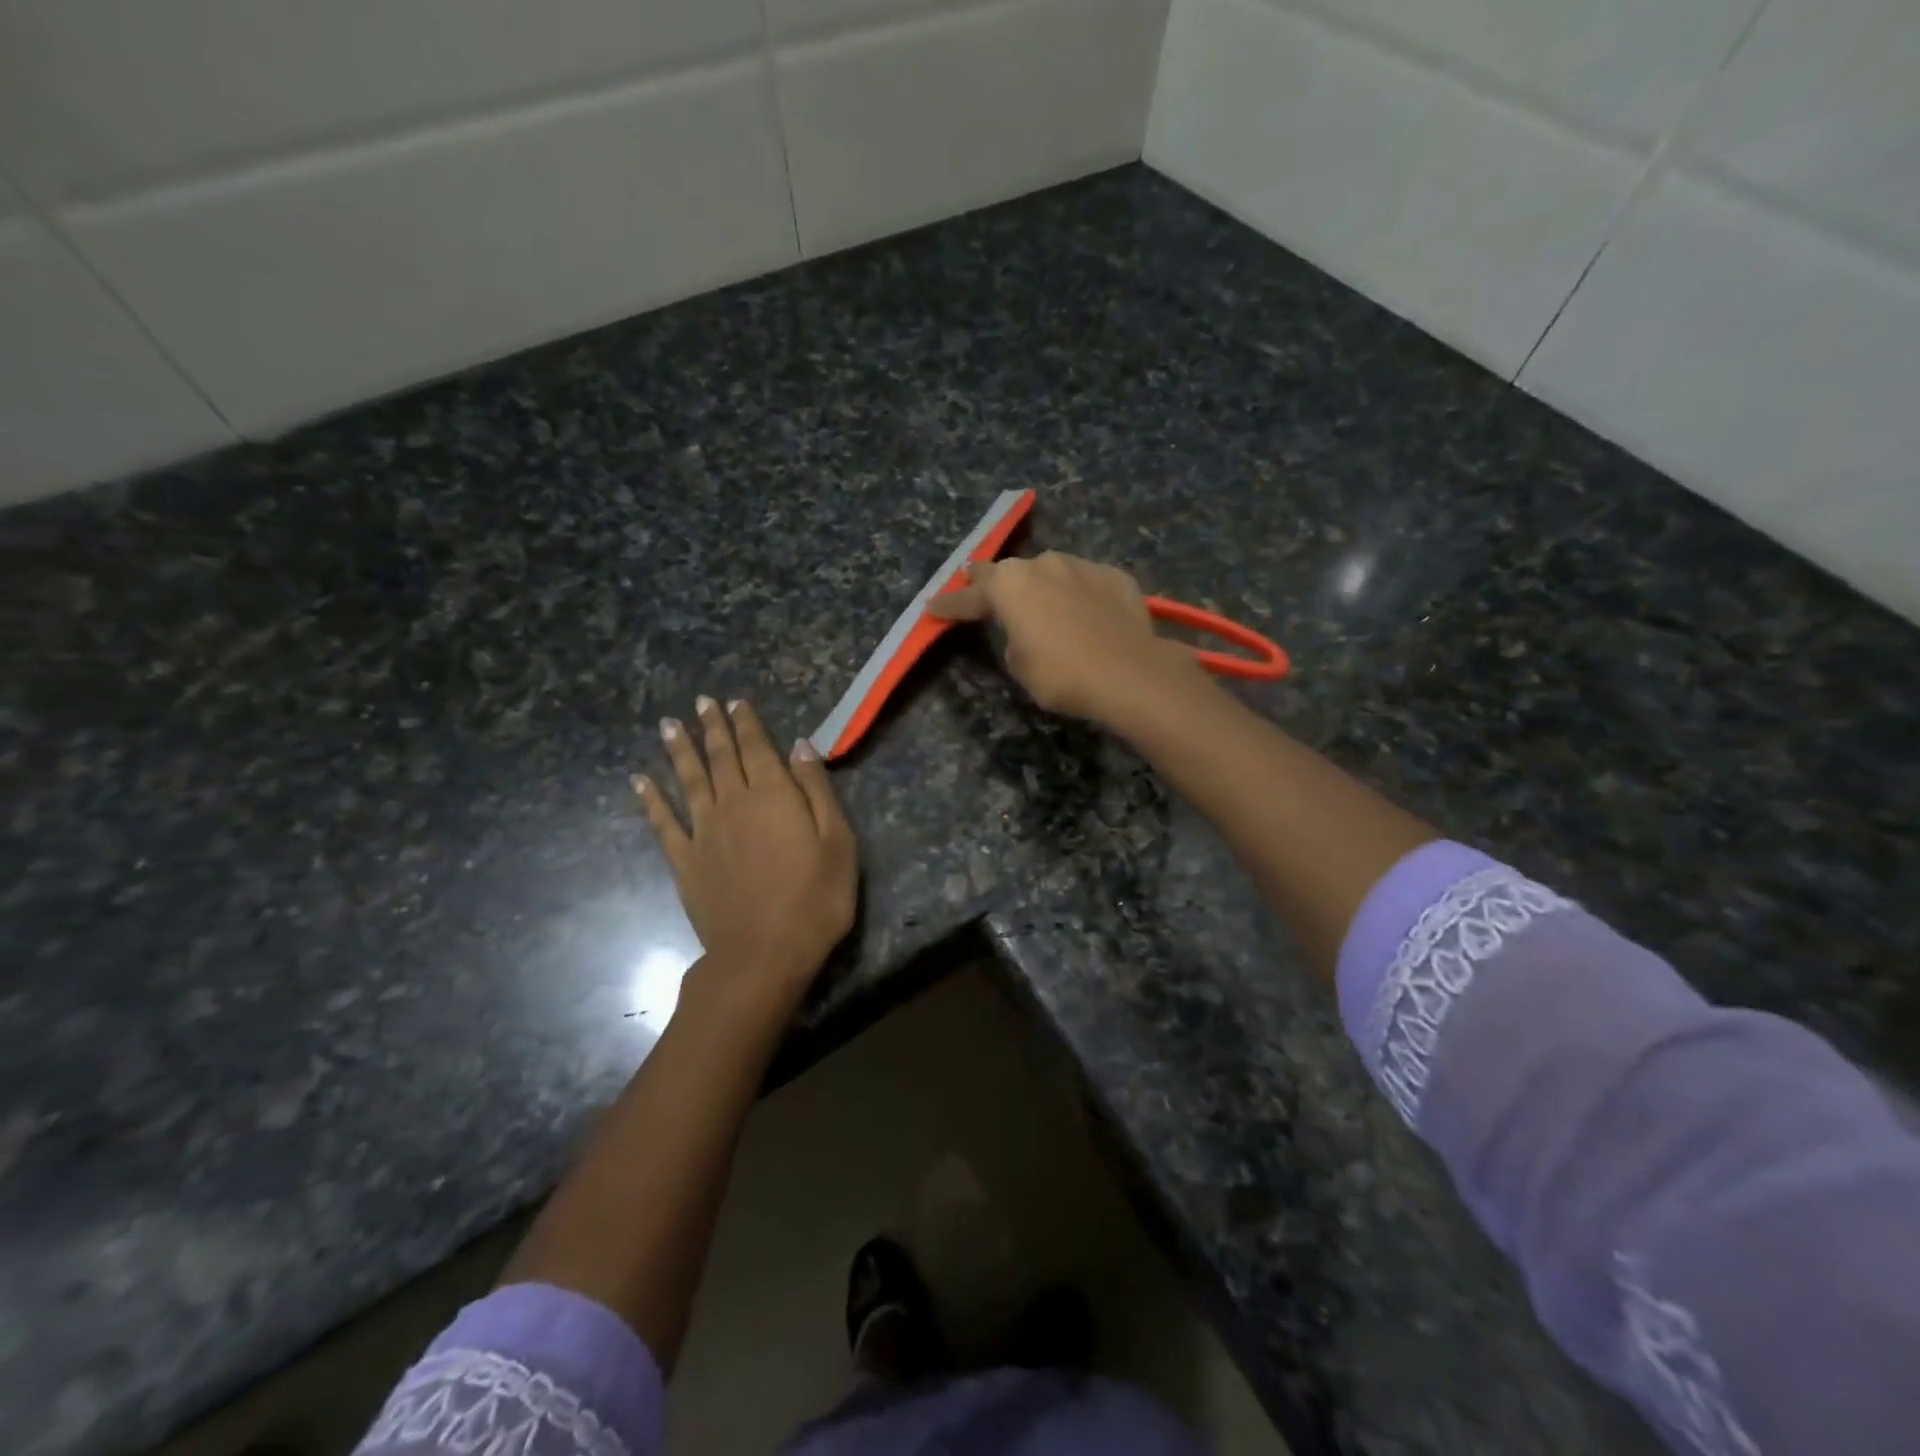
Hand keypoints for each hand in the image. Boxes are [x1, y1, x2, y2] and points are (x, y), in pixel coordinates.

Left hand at [633, 697, 856, 1014]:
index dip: (747, 724)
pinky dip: (650, 800)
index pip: (758, 749)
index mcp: (774, 796)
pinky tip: (639, 781)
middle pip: (722, 757)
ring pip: (690, 781)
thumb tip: (801, 746)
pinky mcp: (685, 863)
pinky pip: (663, 824)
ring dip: (681, 751)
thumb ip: (817, 790)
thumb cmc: (815, 900)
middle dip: (713, 727)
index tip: (735, 702)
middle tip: (702, 702)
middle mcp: (734, 804)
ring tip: (669, 725)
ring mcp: (704, 833)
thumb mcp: (838, 842)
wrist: (764, 955)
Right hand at [927, 552, 1206, 724]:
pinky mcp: (1115, 578)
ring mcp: (1082, 567)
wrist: (1129, 673)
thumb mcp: (1021, 667)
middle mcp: (1042, 564)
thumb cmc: (1061, 674)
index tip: (932, 607)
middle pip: (1008, 573)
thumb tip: (1026, 635)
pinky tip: (1085, 611)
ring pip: (1051, 573)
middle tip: (975, 583)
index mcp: (1009, 585)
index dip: (950, 606)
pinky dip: (1080, 595)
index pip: (969, 597)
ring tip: (1040, 603)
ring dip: (1041, 587)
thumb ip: (1014, 642)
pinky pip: (1087, 584)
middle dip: (991, 582)